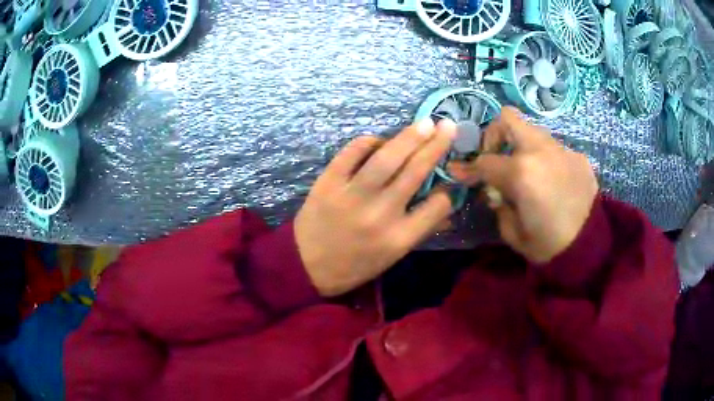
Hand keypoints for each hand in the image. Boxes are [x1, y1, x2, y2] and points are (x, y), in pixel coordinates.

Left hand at [295, 120, 456, 296]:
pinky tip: (379, 140)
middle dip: (436, 146)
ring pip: (386, 159)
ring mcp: (352, 196)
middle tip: (448, 126)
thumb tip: (446, 205)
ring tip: (426, 123)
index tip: (447, 183)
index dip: (448, 192)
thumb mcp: (391, 257)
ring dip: (409, 137)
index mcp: (398, 238)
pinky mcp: (328, 182)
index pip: (436, 206)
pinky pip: (352, 153)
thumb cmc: (353, 265)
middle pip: (415, 173)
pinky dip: (369, 141)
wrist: (306, 266)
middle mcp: (380, 214)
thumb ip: (419, 231)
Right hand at [449, 107, 598, 262]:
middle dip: (494, 135)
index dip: (468, 168)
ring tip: (526, 173)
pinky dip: (545, 160)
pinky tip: (551, 182)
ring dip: (522, 147)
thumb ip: (499, 205)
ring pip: (533, 132)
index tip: (459, 171)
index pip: (485, 161)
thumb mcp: (512, 232)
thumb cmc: (547, 246)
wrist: (589, 248)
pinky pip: (554, 149)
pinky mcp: (578, 157)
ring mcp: (562, 150)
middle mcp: (541, 151)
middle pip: (508, 119)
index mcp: (521, 173)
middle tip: (496, 157)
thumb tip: (494, 191)